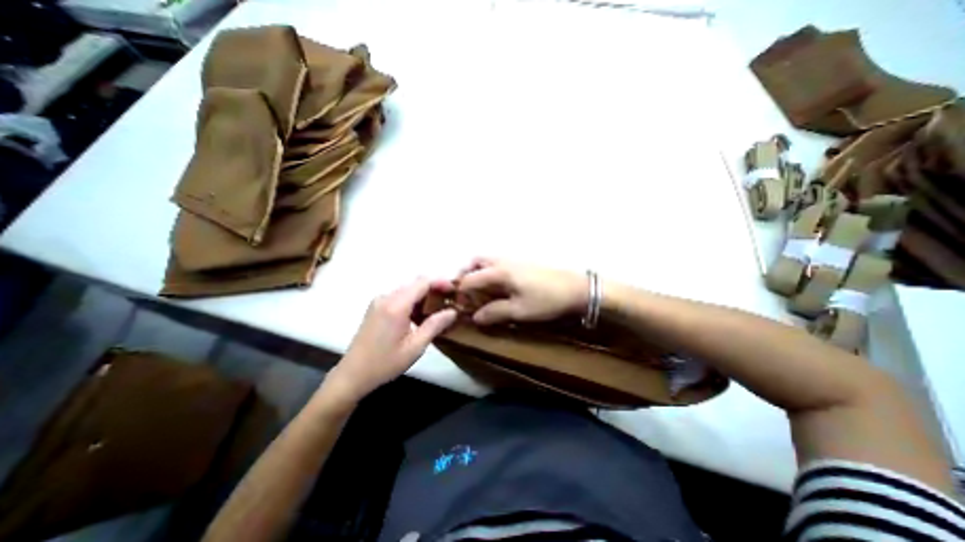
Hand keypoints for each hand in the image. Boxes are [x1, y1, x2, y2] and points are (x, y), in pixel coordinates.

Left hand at [323, 279, 456, 402]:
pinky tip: (420, 315)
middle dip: (434, 288)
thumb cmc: (385, 363)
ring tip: (438, 308)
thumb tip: (453, 311)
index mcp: (396, 305)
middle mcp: (386, 297)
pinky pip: (399, 296)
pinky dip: (413, 301)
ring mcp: (379, 301)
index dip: (440, 282)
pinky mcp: (375, 307)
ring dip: (424, 295)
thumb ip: (435, 325)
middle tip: (450, 301)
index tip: (455, 290)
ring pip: (407, 290)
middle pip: (415, 283)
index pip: (422, 282)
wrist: (352, 375)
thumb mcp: (415, 347)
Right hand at [454, 259, 583, 326]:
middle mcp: (503, 261)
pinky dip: (490, 271)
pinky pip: (498, 263)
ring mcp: (513, 259)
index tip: (458, 304)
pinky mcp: (522, 263)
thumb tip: (475, 317)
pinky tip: (497, 285)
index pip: (471, 278)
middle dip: (466, 273)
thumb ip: (495, 312)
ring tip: (479, 289)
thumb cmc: (546, 300)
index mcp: (499, 272)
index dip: (461, 291)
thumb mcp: (519, 311)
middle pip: (476, 261)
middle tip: (465, 291)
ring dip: (478, 271)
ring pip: (488, 260)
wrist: (575, 288)